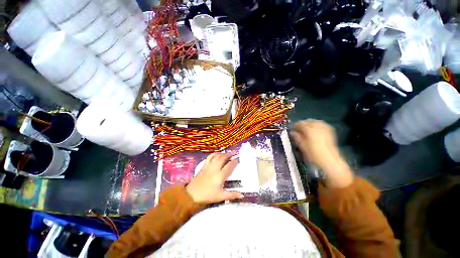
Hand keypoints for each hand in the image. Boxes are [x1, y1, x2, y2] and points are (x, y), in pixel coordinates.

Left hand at [186, 153, 243, 203]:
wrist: (192, 194)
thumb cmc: (207, 195)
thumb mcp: (220, 196)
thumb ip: (232, 194)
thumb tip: (242, 195)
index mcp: (220, 175)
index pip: (229, 166)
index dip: (234, 162)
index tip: (238, 160)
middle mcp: (215, 168)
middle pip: (223, 158)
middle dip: (229, 155)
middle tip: (234, 153)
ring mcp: (209, 166)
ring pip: (217, 156)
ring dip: (223, 154)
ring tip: (227, 153)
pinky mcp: (204, 166)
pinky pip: (209, 157)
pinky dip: (214, 154)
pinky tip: (217, 154)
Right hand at [290, 119, 352, 187]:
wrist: (330, 161)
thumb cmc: (314, 155)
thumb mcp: (303, 147)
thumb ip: (297, 138)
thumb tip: (292, 132)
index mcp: (310, 131)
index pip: (301, 124)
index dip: (296, 125)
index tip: (293, 128)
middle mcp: (317, 128)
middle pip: (308, 121)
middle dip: (303, 123)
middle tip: (299, 128)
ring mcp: (325, 129)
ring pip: (316, 121)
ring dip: (310, 123)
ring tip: (306, 128)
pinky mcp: (330, 132)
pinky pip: (323, 124)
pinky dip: (317, 124)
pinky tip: (315, 128)